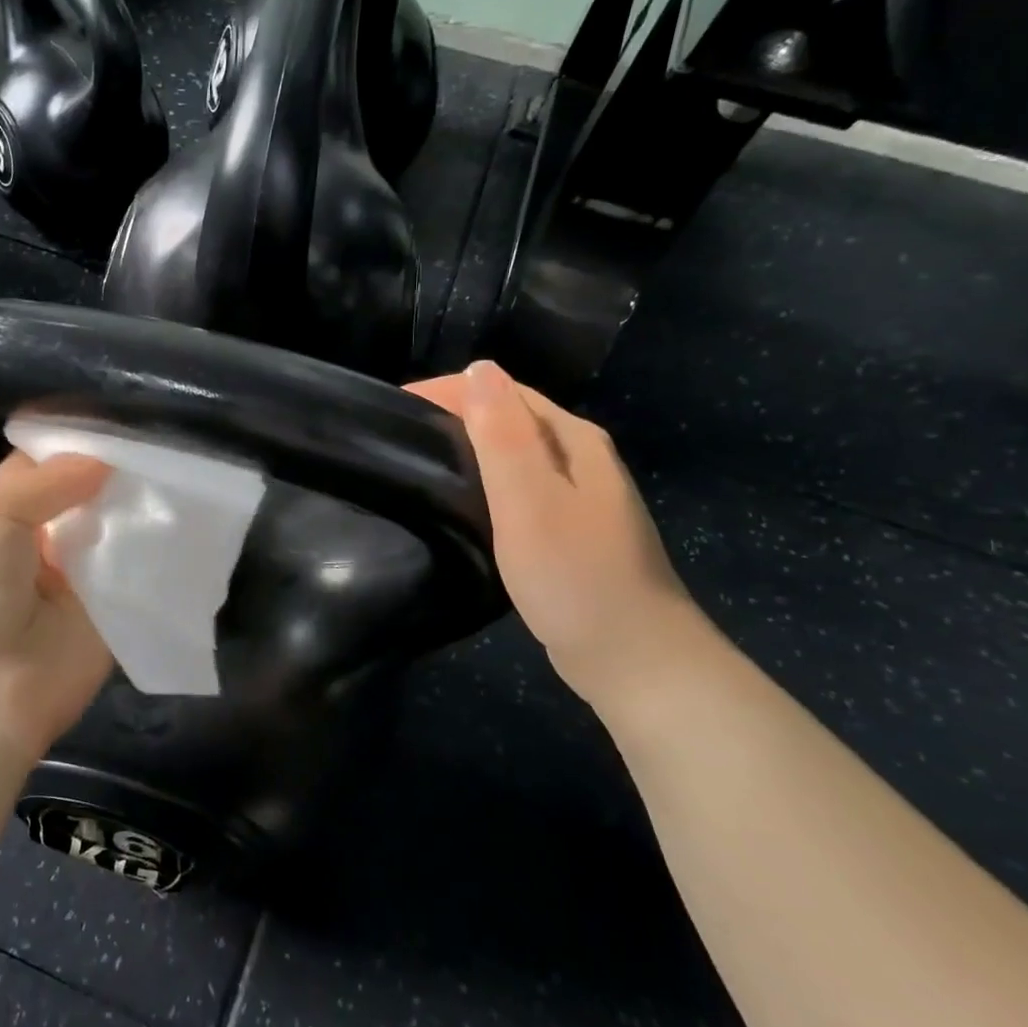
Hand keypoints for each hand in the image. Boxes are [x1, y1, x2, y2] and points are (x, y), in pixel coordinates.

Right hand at [407, 361, 705, 704]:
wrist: (634, 658)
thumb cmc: (574, 575)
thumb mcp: (529, 499)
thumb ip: (502, 434)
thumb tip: (479, 368)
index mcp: (573, 439)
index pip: (503, 390)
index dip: (447, 390)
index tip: (394, 406)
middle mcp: (581, 456)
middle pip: (510, 416)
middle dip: (455, 413)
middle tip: (399, 435)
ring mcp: (580, 495)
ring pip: (514, 453)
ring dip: (469, 447)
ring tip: (420, 463)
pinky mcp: (571, 529)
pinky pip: (519, 486)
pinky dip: (486, 481)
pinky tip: (464, 502)